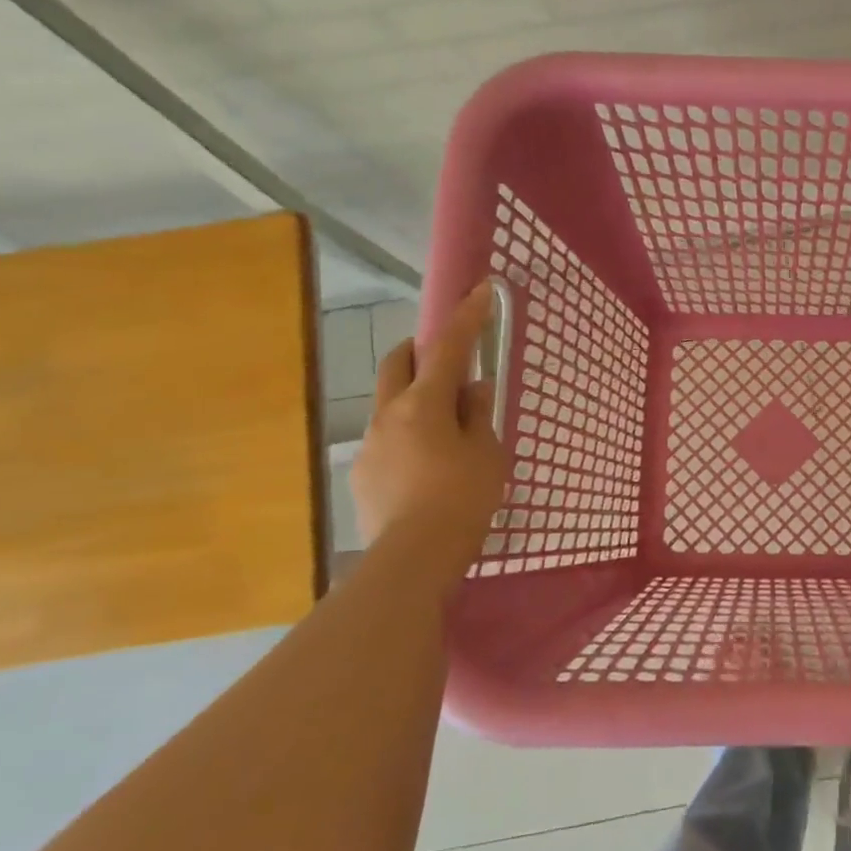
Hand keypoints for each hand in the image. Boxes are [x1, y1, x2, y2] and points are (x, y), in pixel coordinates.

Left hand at [351, 283, 508, 567]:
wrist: (414, 558)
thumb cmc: (462, 498)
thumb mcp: (486, 453)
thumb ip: (478, 414)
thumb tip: (472, 389)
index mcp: (424, 404)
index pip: (447, 348)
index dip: (466, 318)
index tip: (480, 292)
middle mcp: (388, 415)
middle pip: (397, 363)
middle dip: (420, 349)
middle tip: (448, 358)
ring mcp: (370, 445)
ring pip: (390, 402)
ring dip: (415, 397)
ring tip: (446, 428)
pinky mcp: (364, 474)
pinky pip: (388, 438)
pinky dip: (409, 434)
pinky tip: (428, 466)